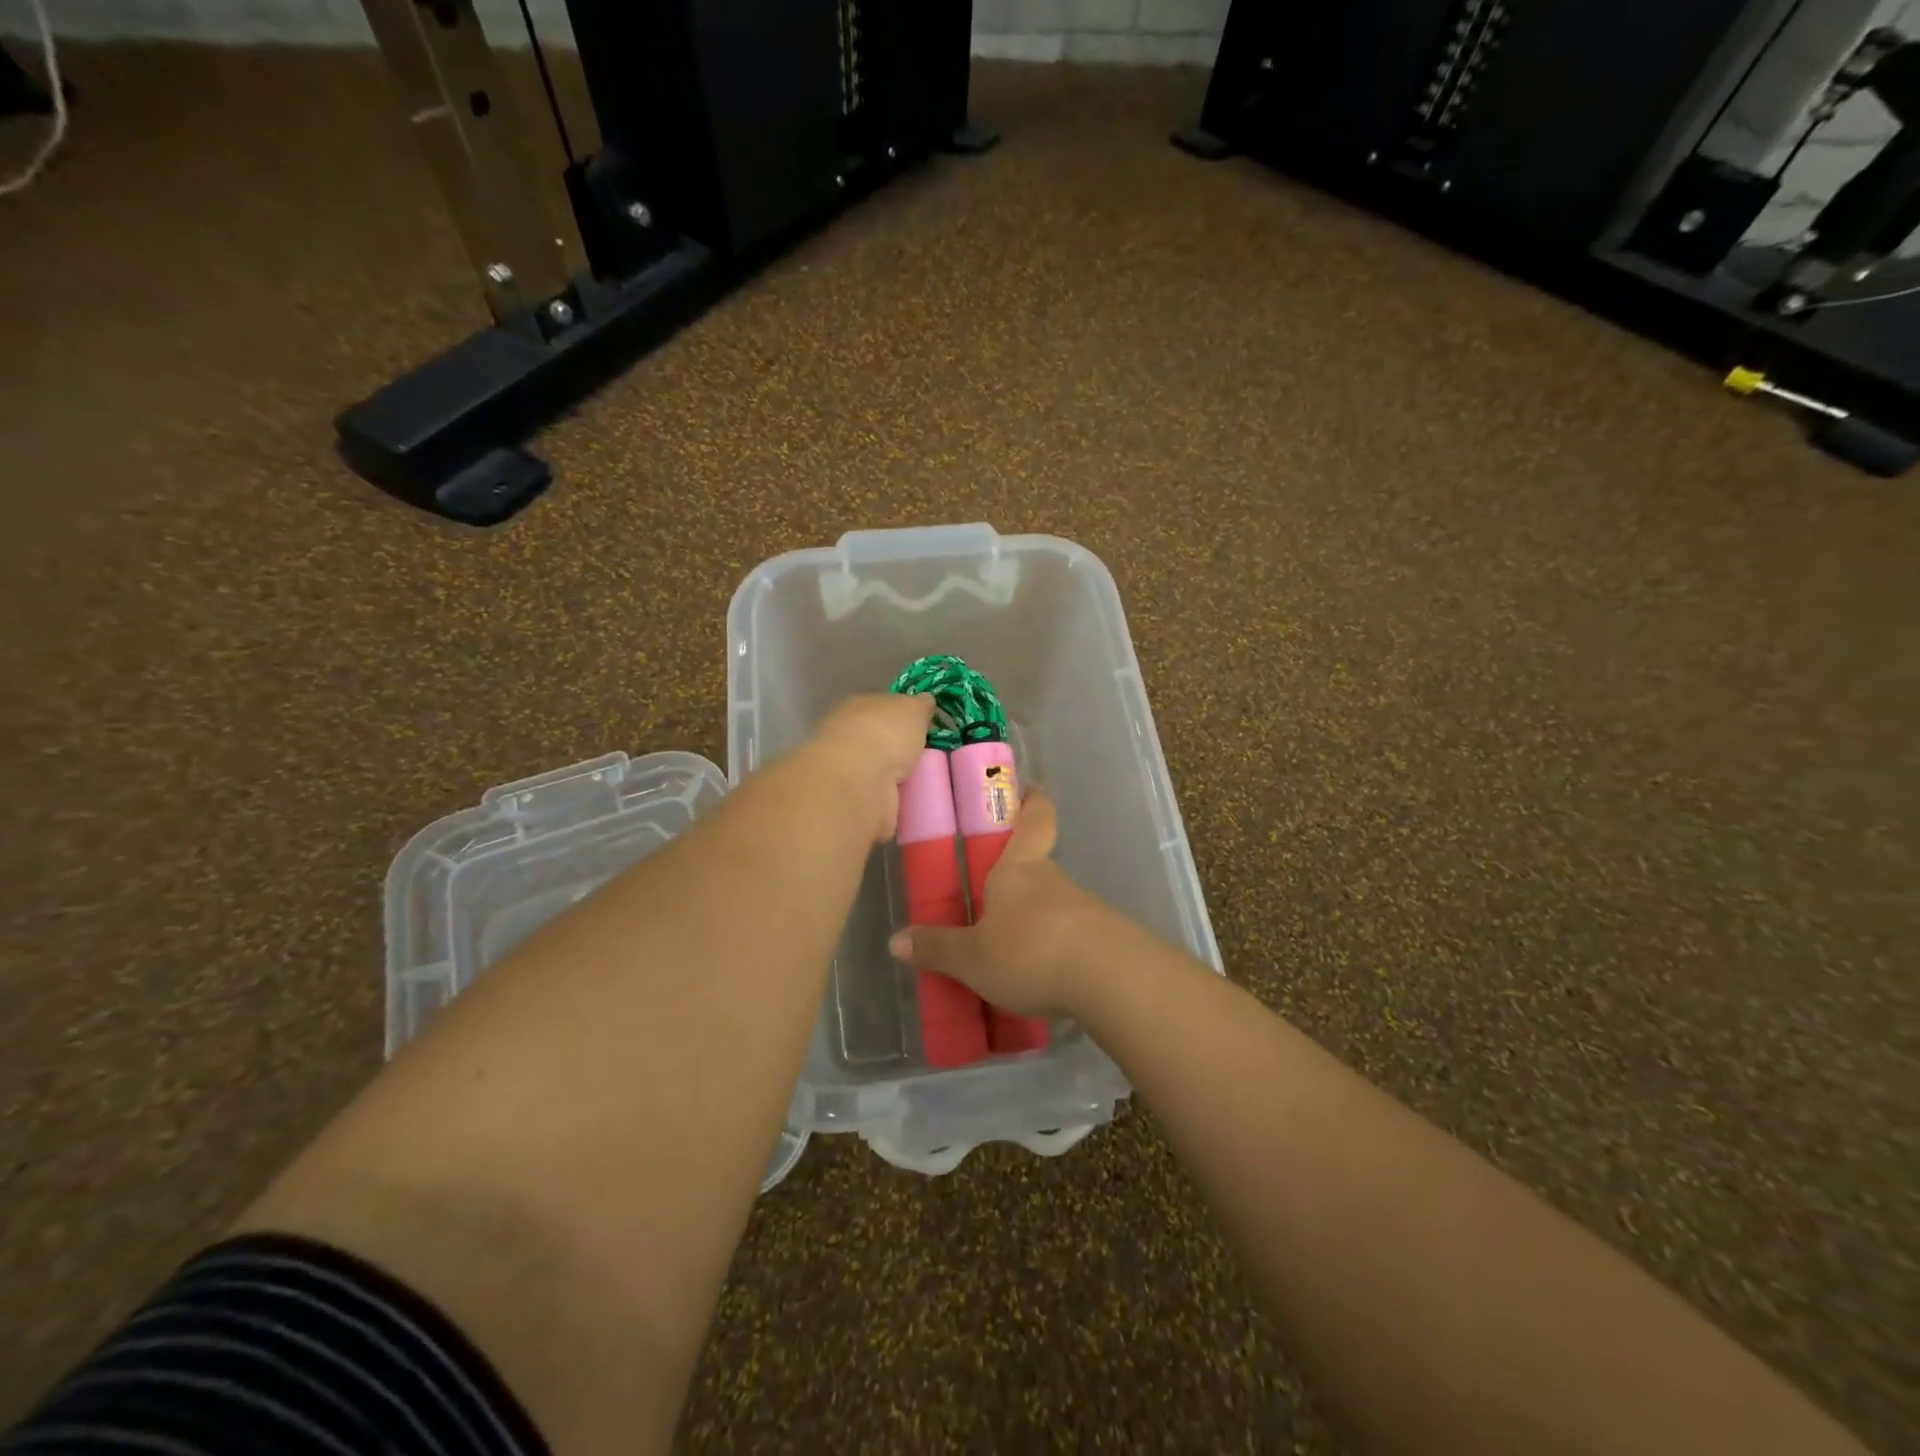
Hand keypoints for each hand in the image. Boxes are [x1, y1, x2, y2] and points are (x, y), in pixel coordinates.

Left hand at [803, 693, 934, 841]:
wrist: (858, 782)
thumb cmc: (884, 734)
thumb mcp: (912, 709)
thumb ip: (920, 705)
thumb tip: (925, 700)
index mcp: (855, 707)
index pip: (879, 709)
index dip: (901, 716)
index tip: (923, 727)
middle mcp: (845, 737)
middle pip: (878, 741)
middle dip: (898, 750)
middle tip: (929, 757)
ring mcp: (846, 772)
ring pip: (878, 771)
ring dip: (896, 777)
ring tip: (926, 782)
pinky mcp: (852, 802)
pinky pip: (880, 798)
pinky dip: (893, 801)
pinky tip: (912, 803)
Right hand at [887, 791, 1107, 1016]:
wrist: (1110, 979)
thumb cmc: (1029, 950)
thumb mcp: (972, 958)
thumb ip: (937, 949)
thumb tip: (896, 941)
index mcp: (1019, 868)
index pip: (1034, 818)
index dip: (1032, 801)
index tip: (1030, 789)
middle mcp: (1053, 879)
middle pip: (1037, 866)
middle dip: (1017, 881)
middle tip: (988, 905)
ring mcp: (1084, 908)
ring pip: (1054, 906)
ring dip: (1035, 923)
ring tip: (1010, 957)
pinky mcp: (1106, 941)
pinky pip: (1072, 939)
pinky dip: (1056, 952)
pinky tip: (1041, 980)